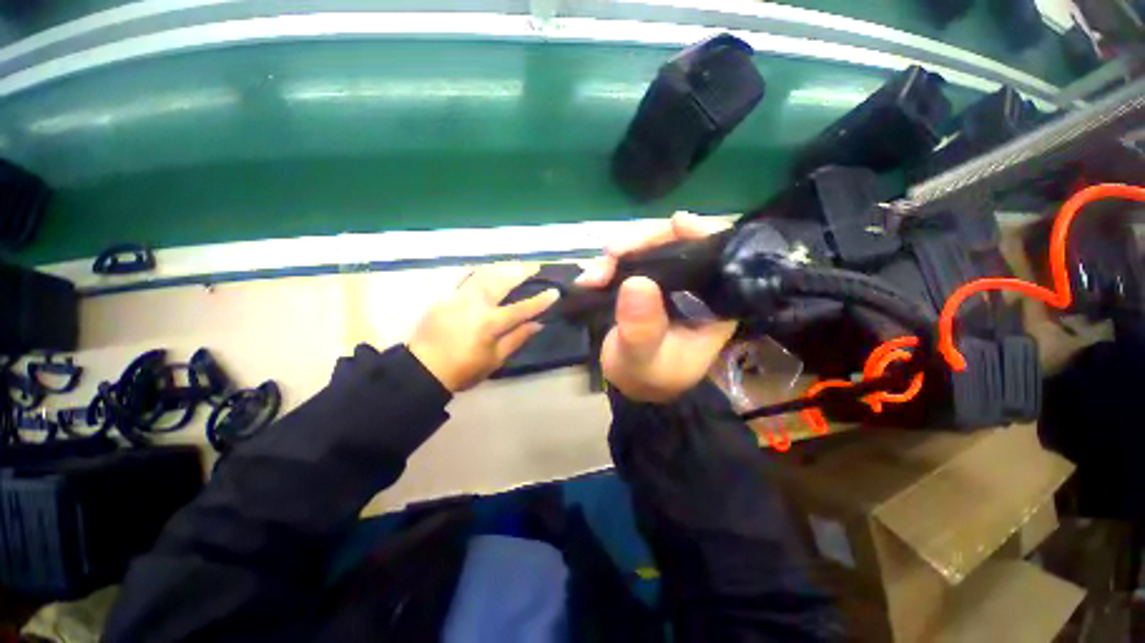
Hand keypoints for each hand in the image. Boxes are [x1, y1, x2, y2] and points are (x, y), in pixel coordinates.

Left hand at [407, 263, 558, 392]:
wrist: (422, 369)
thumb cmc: (463, 369)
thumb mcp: (495, 359)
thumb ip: (517, 339)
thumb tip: (538, 324)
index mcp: (490, 323)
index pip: (522, 308)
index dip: (540, 300)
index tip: (555, 291)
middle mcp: (476, 304)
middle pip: (502, 282)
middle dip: (521, 272)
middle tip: (535, 265)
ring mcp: (458, 297)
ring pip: (483, 274)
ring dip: (502, 267)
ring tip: (514, 263)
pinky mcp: (445, 297)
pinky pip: (465, 279)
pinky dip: (479, 272)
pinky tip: (487, 270)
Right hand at [577, 212, 737, 402]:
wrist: (628, 382)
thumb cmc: (645, 375)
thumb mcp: (643, 359)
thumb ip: (642, 329)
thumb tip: (636, 282)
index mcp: (711, 304)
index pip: (719, 258)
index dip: (702, 234)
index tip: (675, 223)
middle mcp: (694, 287)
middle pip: (678, 244)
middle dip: (643, 242)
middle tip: (612, 253)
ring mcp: (668, 282)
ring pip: (649, 248)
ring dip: (619, 254)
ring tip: (594, 274)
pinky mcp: (645, 282)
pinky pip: (628, 260)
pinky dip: (607, 264)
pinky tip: (590, 277)